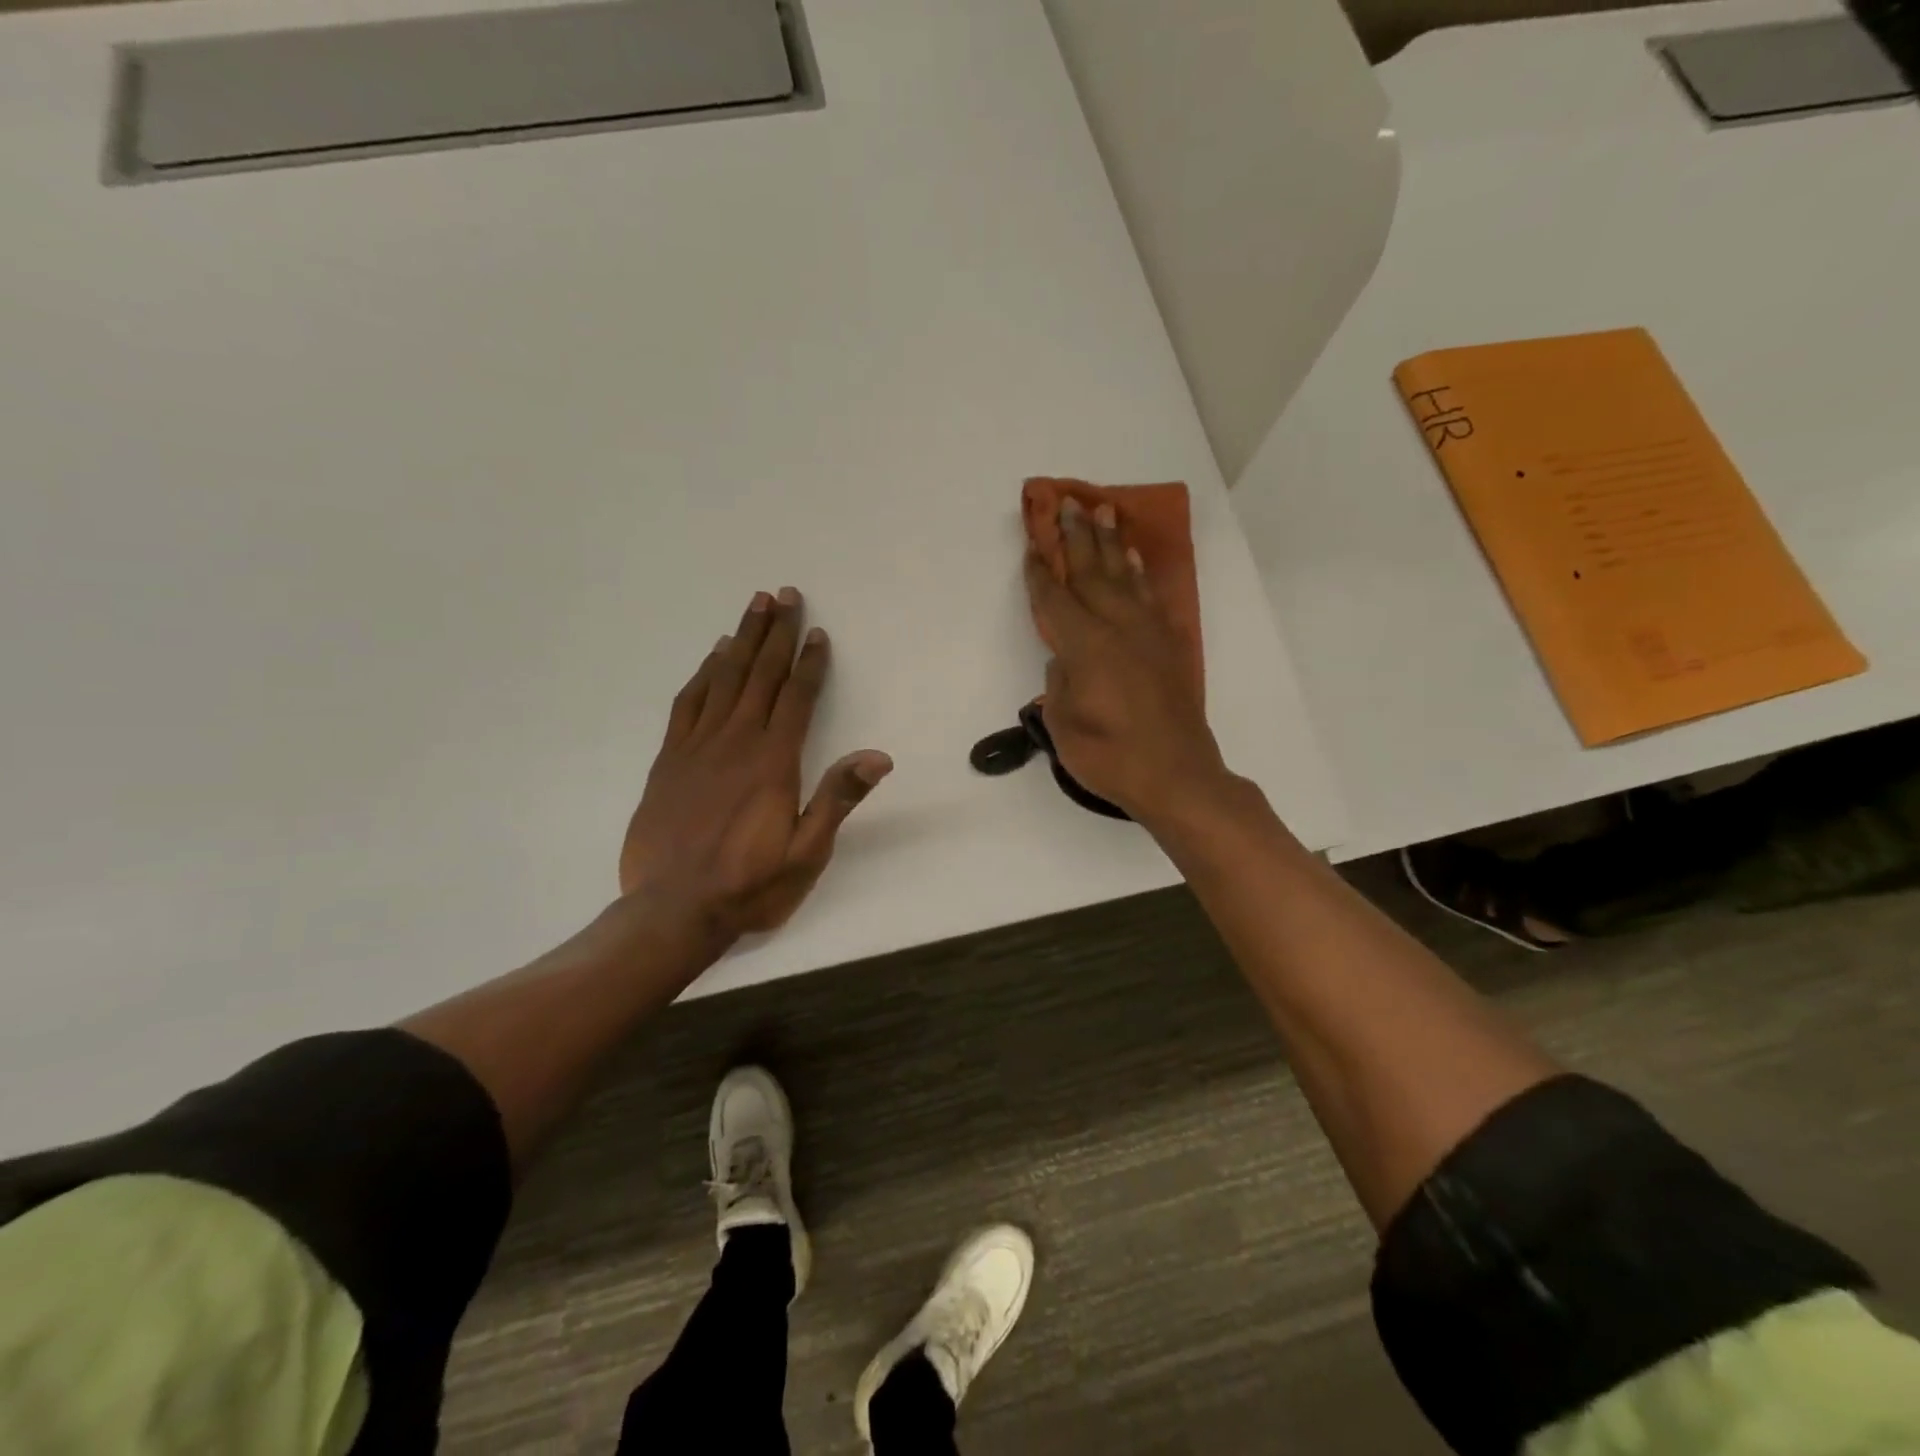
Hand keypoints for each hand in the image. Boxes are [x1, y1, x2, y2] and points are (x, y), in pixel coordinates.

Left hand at [619, 588, 891, 955]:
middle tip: (785, 594)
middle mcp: (736, 743)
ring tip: (755, 606)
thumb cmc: (750, 884)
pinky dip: (704, 673)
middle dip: (776, 633)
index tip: (818, 632)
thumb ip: (837, 800)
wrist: (673, 909)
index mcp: (773, 763)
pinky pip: (689, 703)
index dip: (809, 663)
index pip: (797, 698)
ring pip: (724, 679)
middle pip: (760, 675)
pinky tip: (714, 656)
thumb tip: (877, 756)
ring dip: (742, 639)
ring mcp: (698, 747)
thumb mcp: (806, 853)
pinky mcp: (670, 759)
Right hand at [1023, 500, 1232, 824]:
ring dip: (1112, 542)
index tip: (1032, 546)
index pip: (1055, 600)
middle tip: (1068, 501)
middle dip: (1076, 536)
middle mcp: (1117, 628)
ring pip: (1125, 576)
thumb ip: (1059, 683)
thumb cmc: (1110, 757)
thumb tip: (1065, 658)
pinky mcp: (1168, 646)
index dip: (1040, 573)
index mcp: (1085, 646)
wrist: (1176, 775)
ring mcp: (1147, 634)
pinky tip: (1134, 559)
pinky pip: (1152, 596)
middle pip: (1092, 572)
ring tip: (1104, 511)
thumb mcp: (1065, 724)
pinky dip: (1141, 573)